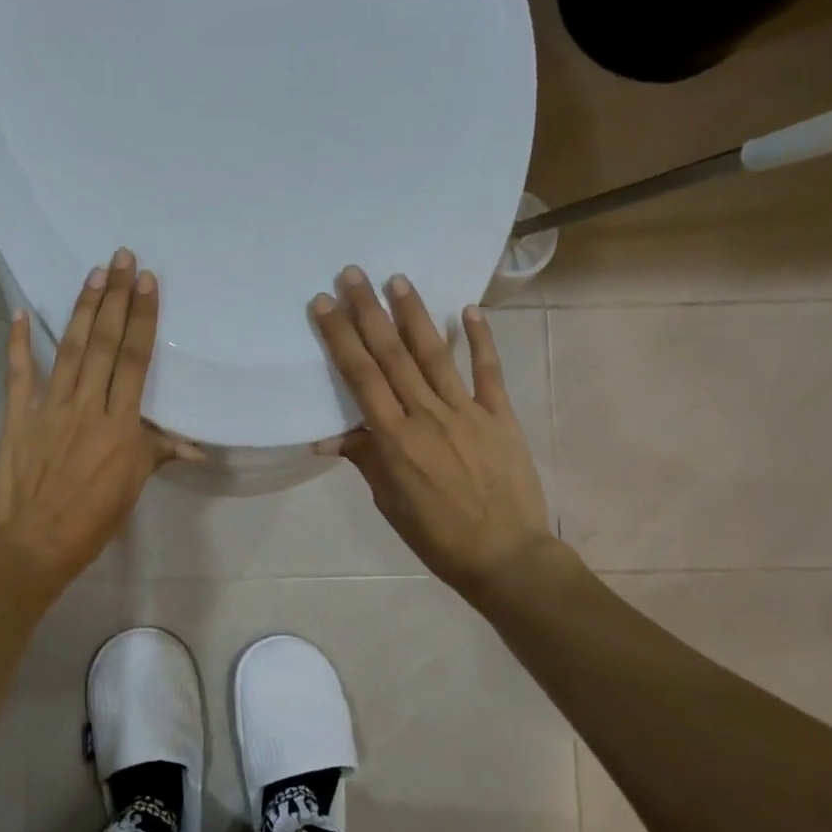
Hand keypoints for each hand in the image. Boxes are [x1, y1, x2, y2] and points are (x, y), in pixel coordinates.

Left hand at [0, 250, 188, 595]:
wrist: (30, 545)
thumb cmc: (90, 522)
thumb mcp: (132, 489)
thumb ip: (157, 454)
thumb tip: (196, 446)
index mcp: (121, 425)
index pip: (136, 360)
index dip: (143, 319)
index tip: (147, 283)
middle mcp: (87, 406)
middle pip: (105, 343)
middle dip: (116, 298)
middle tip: (121, 258)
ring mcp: (49, 408)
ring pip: (71, 349)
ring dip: (83, 310)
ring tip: (94, 274)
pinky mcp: (18, 417)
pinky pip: (18, 374)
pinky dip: (18, 344)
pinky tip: (20, 314)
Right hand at [311, 267, 552, 598]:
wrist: (507, 557)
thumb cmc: (437, 535)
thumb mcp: (389, 501)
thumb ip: (364, 458)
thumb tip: (327, 435)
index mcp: (395, 439)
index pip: (361, 377)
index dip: (340, 338)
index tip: (324, 304)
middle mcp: (427, 415)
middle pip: (392, 355)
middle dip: (369, 312)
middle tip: (352, 274)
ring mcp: (467, 412)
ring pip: (435, 355)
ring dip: (414, 315)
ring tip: (398, 279)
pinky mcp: (500, 416)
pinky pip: (488, 372)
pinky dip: (479, 340)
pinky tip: (468, 310)